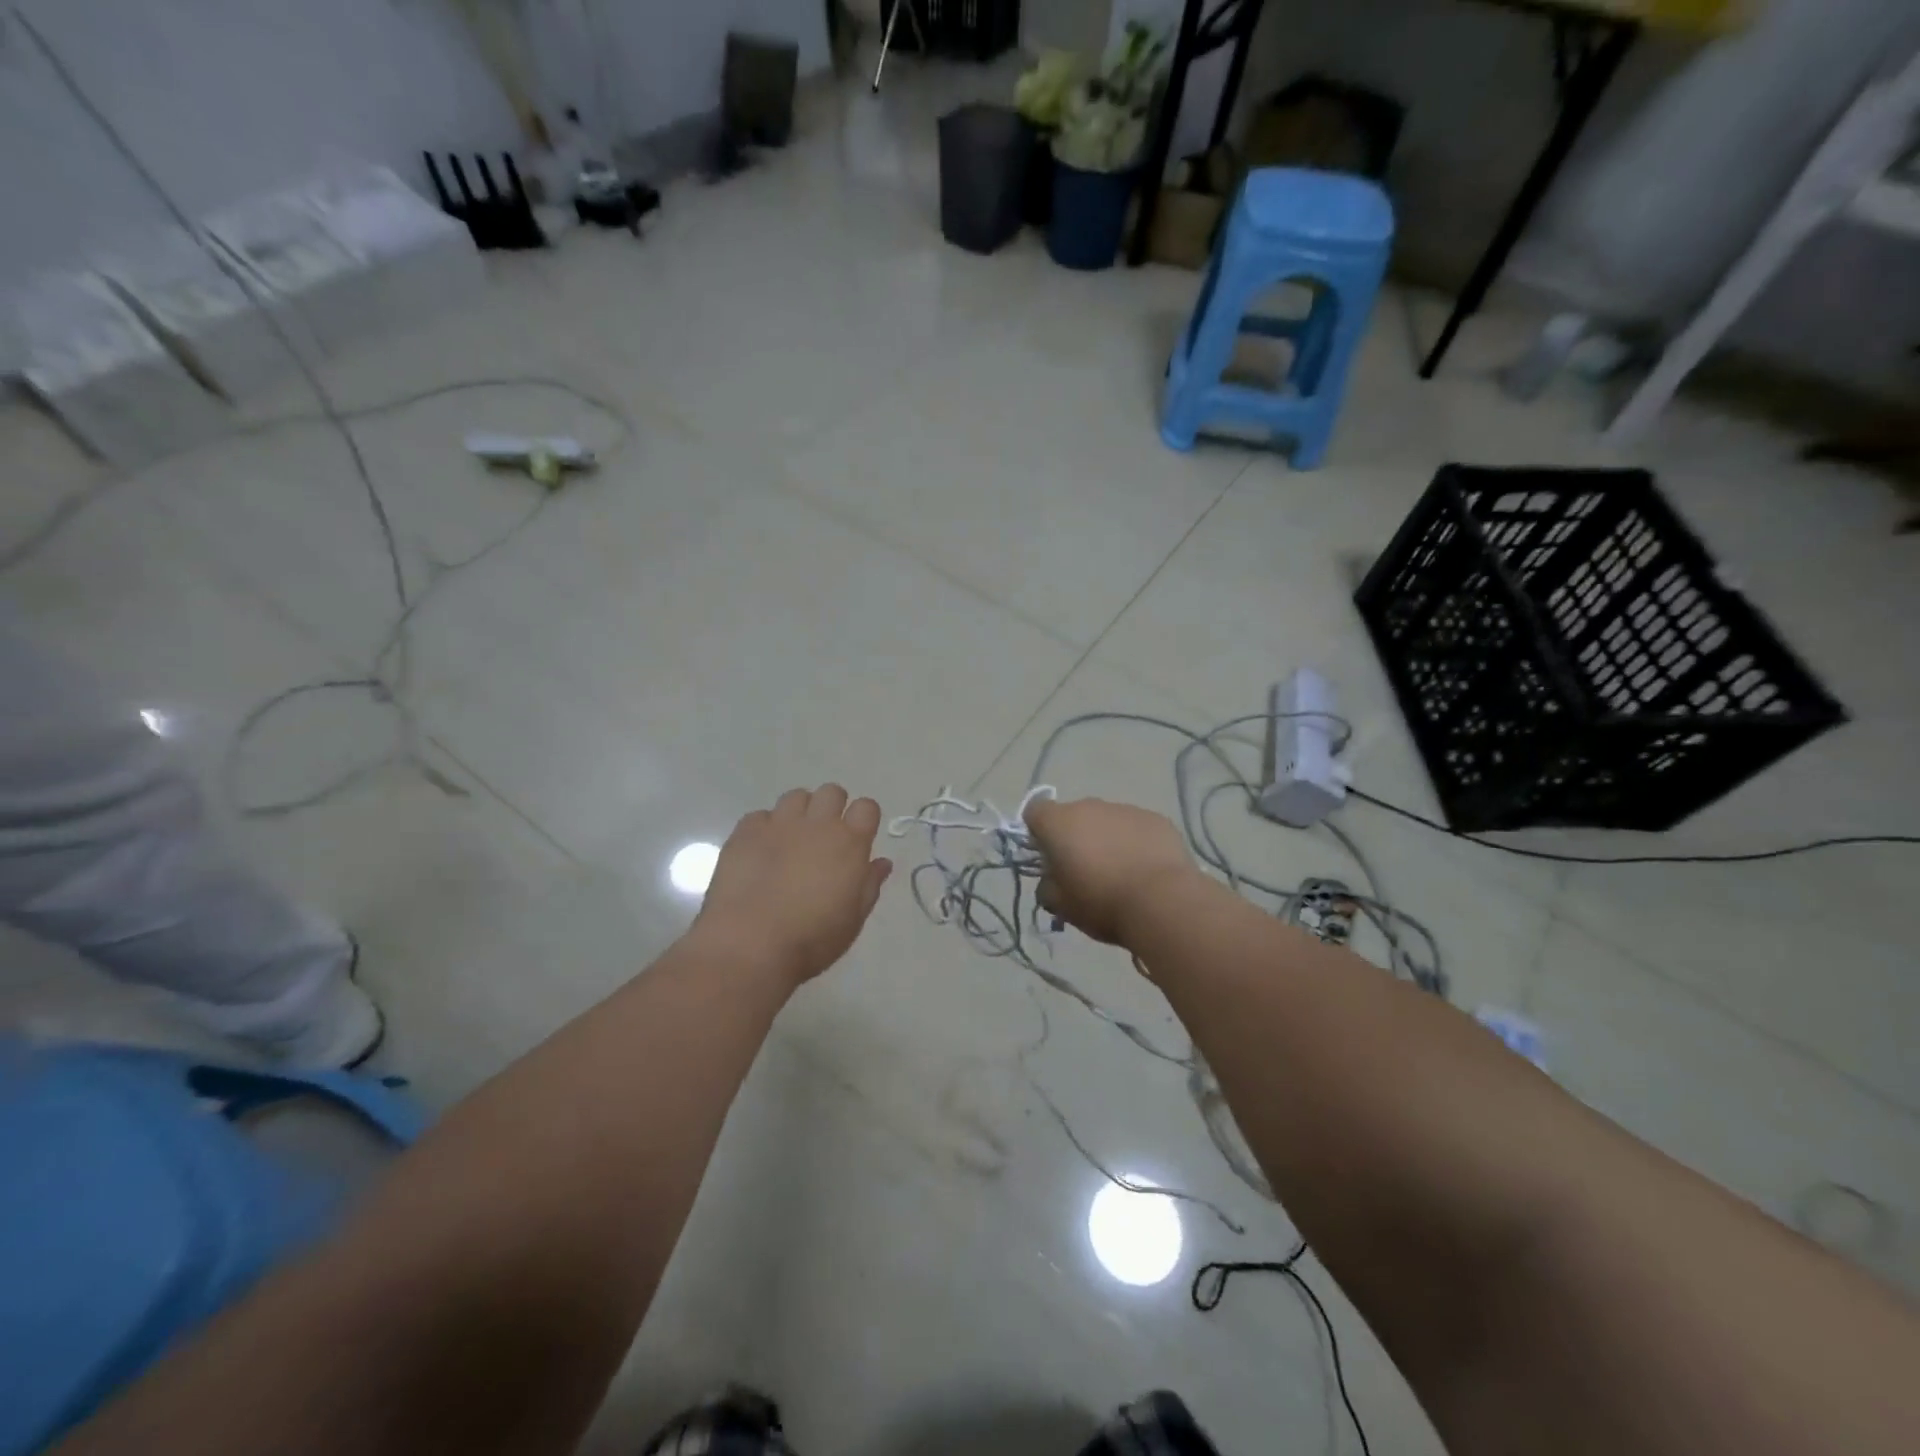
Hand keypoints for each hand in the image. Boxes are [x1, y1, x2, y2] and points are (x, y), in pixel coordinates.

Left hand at [693, 785, 893, 986]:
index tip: (858, 838)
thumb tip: (882, 862)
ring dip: (799, 813)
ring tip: (791, 841)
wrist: (750, 943)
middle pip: (832, 792)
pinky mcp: (745, 832)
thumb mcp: (853, 919)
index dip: (864, 819)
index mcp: (849, 843)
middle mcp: (817, 824)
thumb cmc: (812, 939)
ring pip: (796, 796)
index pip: (867, 807)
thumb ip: (870, 885)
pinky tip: (761, 853)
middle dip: (832, 808)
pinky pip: (760, 816)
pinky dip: (764, 828)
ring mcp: (778, 824)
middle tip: (824, 838)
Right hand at [1023, 797, 1196, 946]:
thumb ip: (1047, 886)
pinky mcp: (1156, 819)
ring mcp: (1125, 809)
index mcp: (1059, 823)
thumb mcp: (1060, 905)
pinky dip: (1135, 842)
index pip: (1034, 812)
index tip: (1048, 858)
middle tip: (1085, 871)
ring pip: (1106, 821)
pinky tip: (1146, 870)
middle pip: (1073, 816)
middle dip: (1075, 837)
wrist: (1162, 902)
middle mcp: (1090, 806)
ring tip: (1121, 873)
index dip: (1037, 833)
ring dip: (1106, 839)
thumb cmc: (1101, 903)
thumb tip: (1052, 879)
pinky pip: (1136, 827)